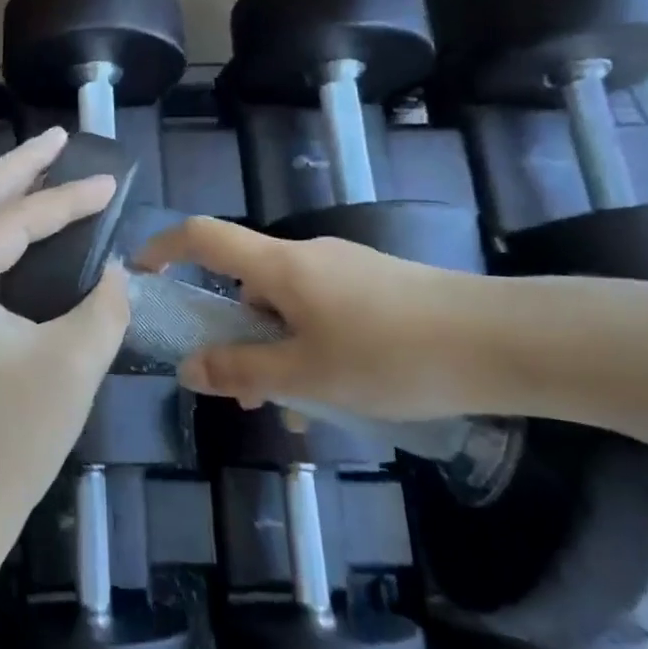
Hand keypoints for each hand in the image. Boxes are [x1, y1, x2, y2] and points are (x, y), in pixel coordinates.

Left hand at [0, 128, 130, 556]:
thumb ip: (102, 304)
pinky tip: (18, 225)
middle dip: (18, 169)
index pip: (11, 224)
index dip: (65, 200)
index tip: (109, 181)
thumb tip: (111, 269)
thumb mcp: (73, 365)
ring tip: (42, 166)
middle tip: (59, 138)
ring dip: (1, 195)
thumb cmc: (11, 442)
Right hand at [135, 217, 486, 420]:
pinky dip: (314, 349)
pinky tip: (342, 398)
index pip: (203, 237)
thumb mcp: (308, 374)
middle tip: (241, 392)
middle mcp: (309, 257)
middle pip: (246, 284)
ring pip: (288, 308)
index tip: (140, 275)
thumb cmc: (393, 355)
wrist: (507, 343)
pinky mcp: (379, 289)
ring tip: (301, 412)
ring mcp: (347, 271)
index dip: (163, 248)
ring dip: (279, 353)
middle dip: (233, 336)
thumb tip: (188, 369)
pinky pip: (324, 314)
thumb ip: (243, 371)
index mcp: (281, 266)